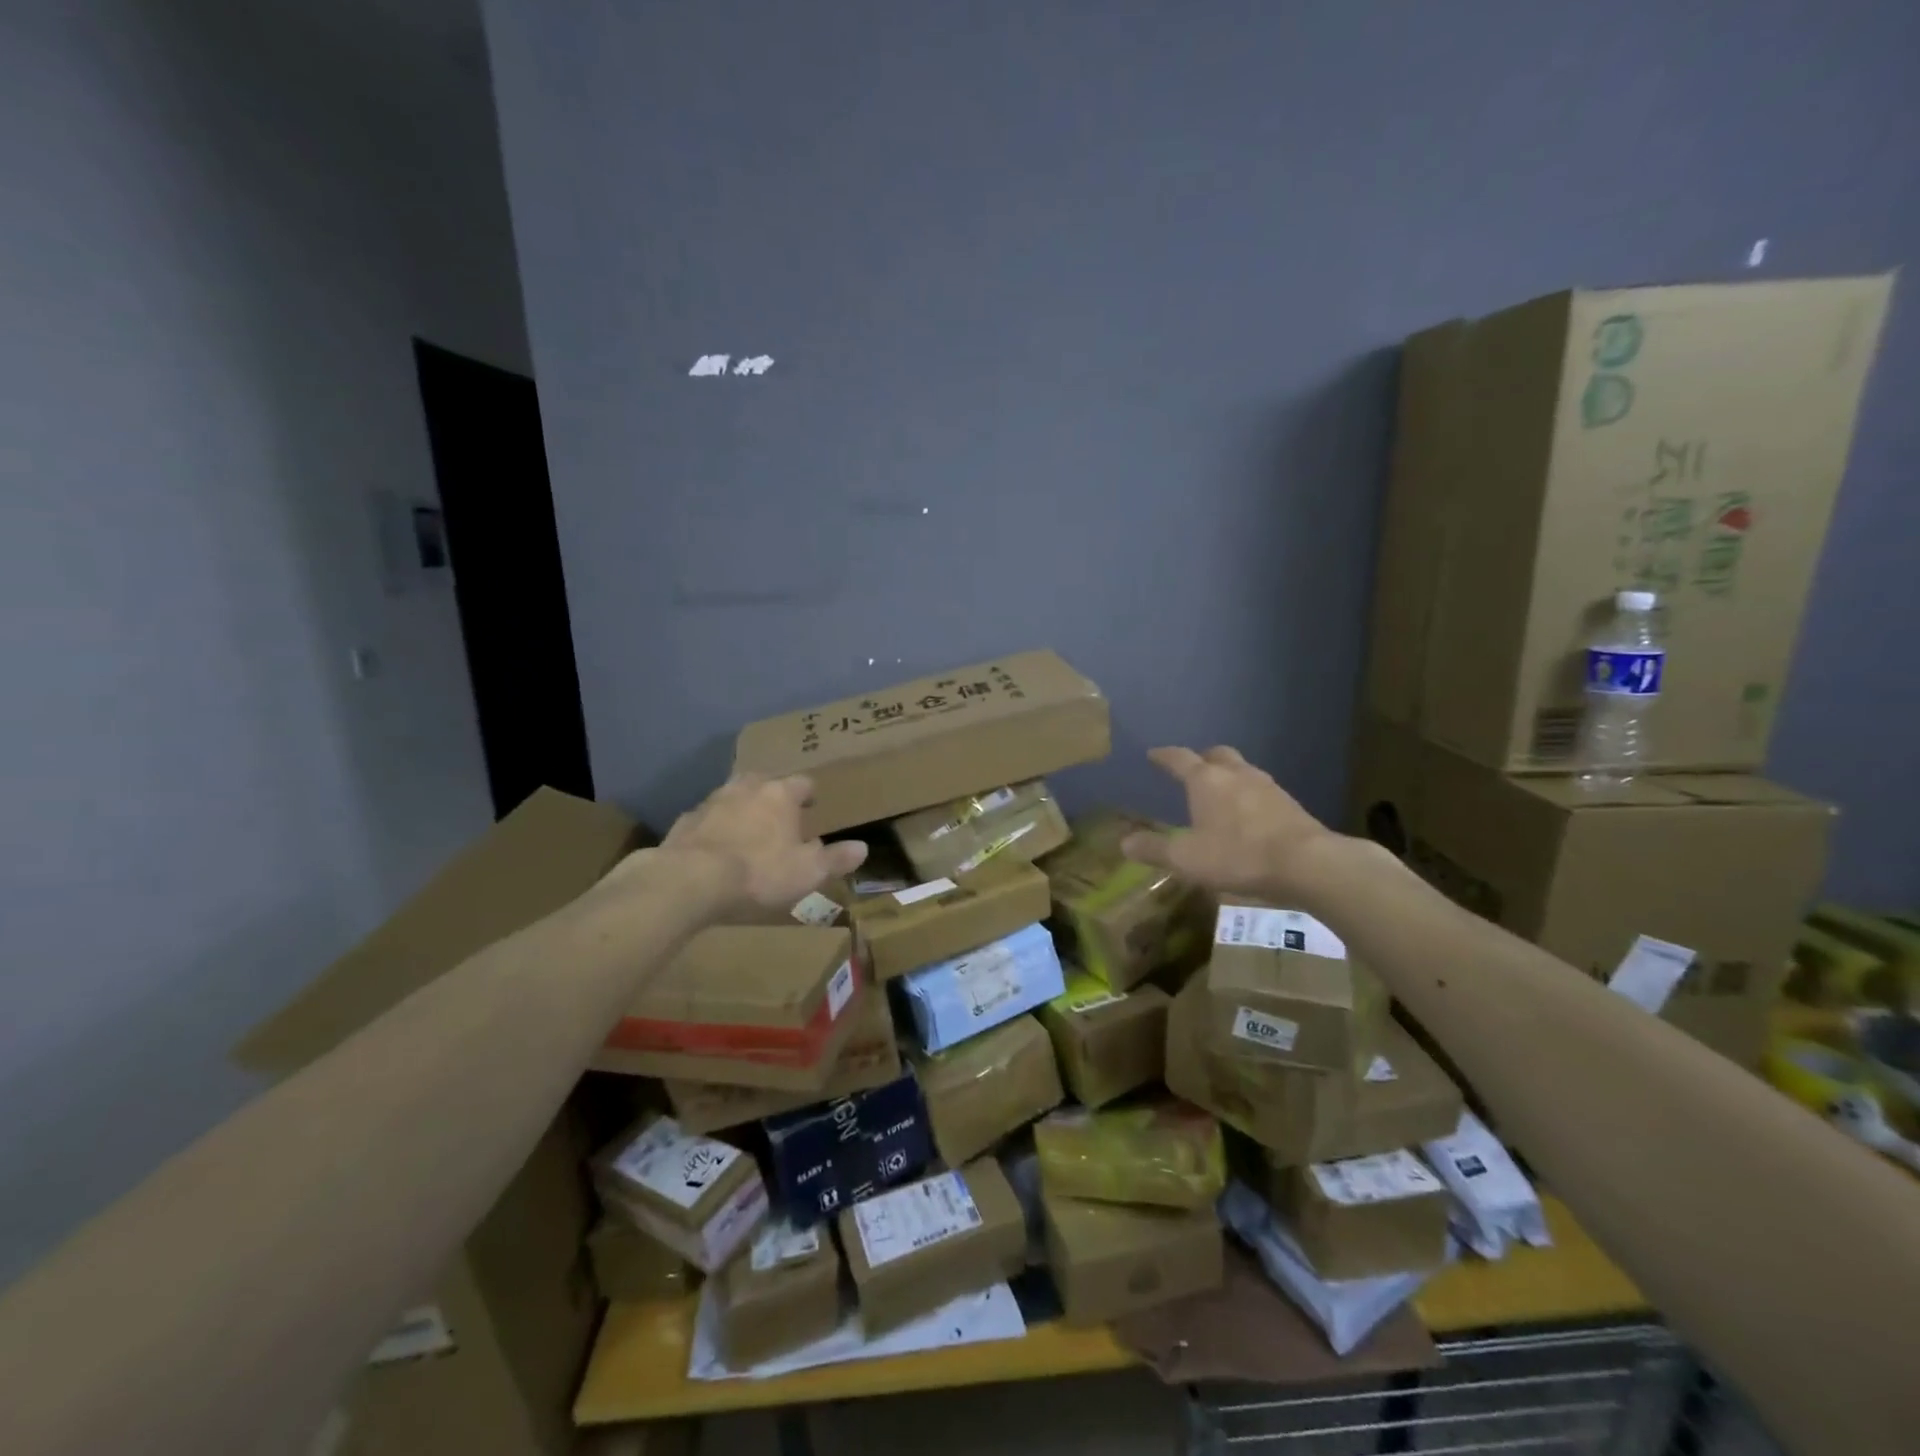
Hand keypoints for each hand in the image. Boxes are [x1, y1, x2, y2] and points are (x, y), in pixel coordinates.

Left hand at [659, 773, 867, 910]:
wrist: (690, 880)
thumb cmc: (760, 872)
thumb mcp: (809, 872)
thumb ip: (836, 858)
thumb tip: (862, 847)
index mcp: (781, 794)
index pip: (803, 783)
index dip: (810, 795)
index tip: (813, 808)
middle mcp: (747, 788)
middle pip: (765, 781)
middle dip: (773, 795)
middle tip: (780, 816)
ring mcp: (712, 801)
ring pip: (733, 796)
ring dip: (742, 808)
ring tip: (747, 830)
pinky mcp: (685, 821)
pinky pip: (706, 818)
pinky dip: (714, 828)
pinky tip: (715, 848)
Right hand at [1121, 745, 1344, 903]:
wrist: (1307, 863)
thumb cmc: (1238, 855)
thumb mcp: (1187, 858)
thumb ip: (1155, 849)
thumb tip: (1125, 842)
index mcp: (1206, 781)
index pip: (1179, 759)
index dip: (1164, 756)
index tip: (1153, 754)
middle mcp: (1236, 775)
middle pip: (1217, 755)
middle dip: (1202, 758)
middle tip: (1192, 769)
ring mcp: (1267, 787)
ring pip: (1243, 770)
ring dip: (1229, 776)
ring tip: (1221, 792)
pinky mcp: (1290, 805)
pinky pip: (1262, 791)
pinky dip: (1249, 795)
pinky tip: (1250, 814)